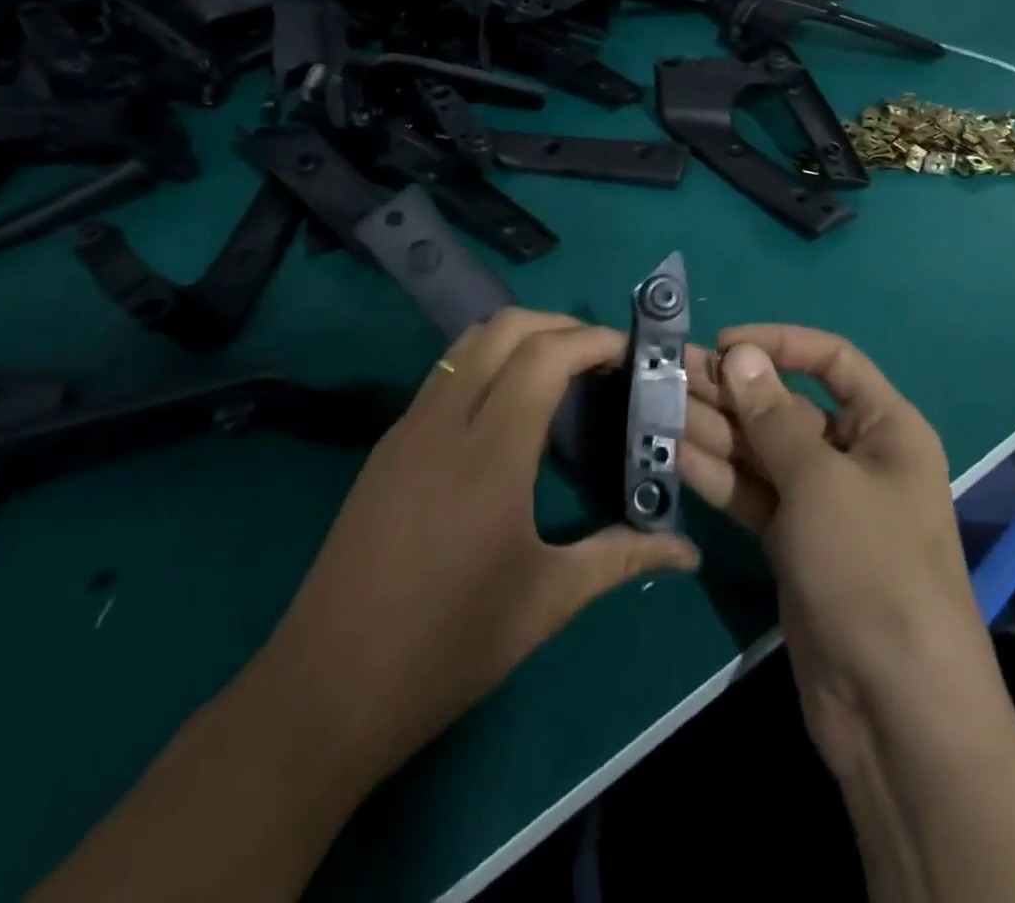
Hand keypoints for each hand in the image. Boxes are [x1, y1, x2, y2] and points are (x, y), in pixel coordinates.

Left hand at [261, 309, 699, 784]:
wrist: (326, 689)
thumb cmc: (449, 645)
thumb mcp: (548, 601)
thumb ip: (623, 557)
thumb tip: (688, 550)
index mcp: (490, 452)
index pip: (545, 356)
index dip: (593, 339)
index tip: (630, 352)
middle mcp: (444, 422)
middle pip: (503, 328)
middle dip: (559, 325)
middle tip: (600, 356)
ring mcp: (407, 429)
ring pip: (467, 344)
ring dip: (519, 338)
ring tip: (560, 371)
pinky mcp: (386, 447)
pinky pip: (445, 376)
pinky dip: (487, 364)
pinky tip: (508, 410)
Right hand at [681, 327, 989, 780]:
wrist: (894, 709)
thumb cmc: (872, 569)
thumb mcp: (821, 481)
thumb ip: (773, 417)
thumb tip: (739, 354)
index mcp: (884, 428)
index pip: (831, 360)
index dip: (779, 343)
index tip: (724, 342)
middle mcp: (853, 456)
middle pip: (785, 405)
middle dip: (731, 388)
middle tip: (668, 371)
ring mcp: (821, 503)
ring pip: (760, 450)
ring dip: (713, 429)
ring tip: (657, 405)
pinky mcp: (792, 543)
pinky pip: (751, 494)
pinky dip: (716, 475)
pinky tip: (672, 453)